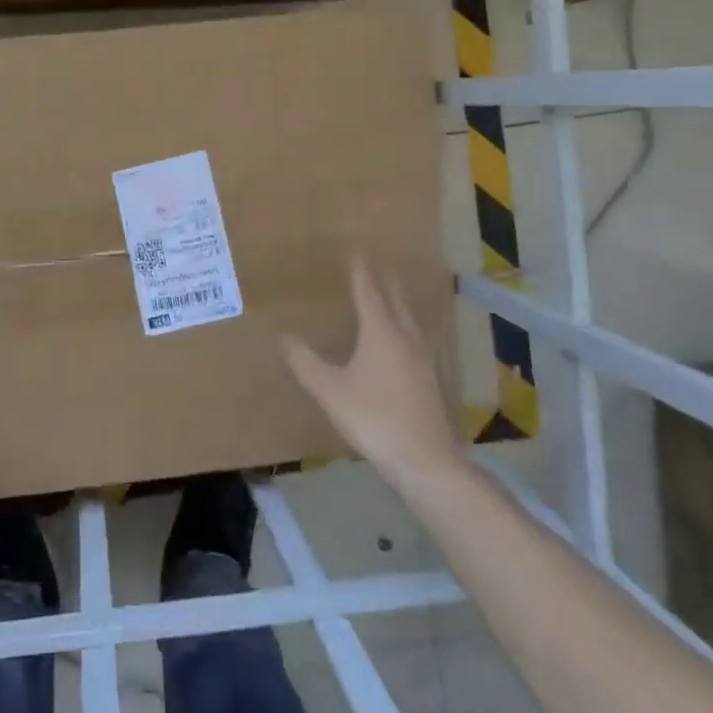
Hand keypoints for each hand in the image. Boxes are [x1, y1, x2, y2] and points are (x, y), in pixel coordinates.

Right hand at [283, 257, 461, 492]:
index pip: (368, 292)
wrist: (426, 462)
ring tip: (390, 298)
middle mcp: (405, 340)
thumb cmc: (374, 418)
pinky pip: (414, 343)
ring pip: (409, 323)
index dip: (360, 271)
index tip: (355, 250)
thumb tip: (284, 336)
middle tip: (378, 266)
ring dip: (398, 305)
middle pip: (396, 302)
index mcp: (381, 333)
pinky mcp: (428, 383)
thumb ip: (306, 363)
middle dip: (385, 282)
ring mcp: (422, 362)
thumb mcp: (330, 390)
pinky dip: (403, 330)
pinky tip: (400, 345)